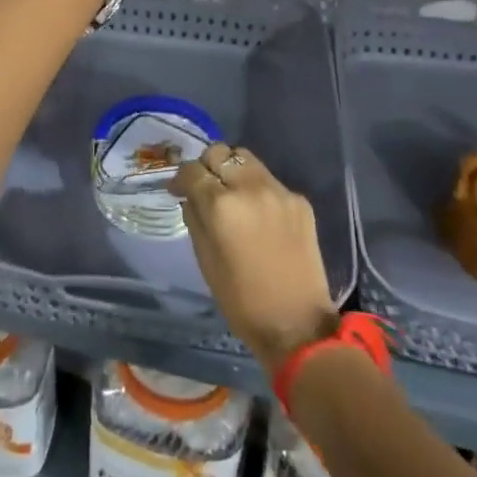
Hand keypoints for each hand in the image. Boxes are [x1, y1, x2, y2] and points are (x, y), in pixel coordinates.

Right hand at [170, 142, 339, 375]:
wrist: (298, 324)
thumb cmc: (241, 300)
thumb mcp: (205, 260)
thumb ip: (195, 219)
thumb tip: (190, 197)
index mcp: (221, 205)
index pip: (192, 170)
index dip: (181, 178)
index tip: (177, 189)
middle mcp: (251, 188)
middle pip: (220, 153)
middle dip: (207, 166)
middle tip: (205, 188)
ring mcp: (279, 191)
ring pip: (246, 159)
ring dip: (233, 171)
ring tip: (231, 194)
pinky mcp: (300, 201)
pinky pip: (270, 181)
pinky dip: (257, 189)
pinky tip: (258, 215)